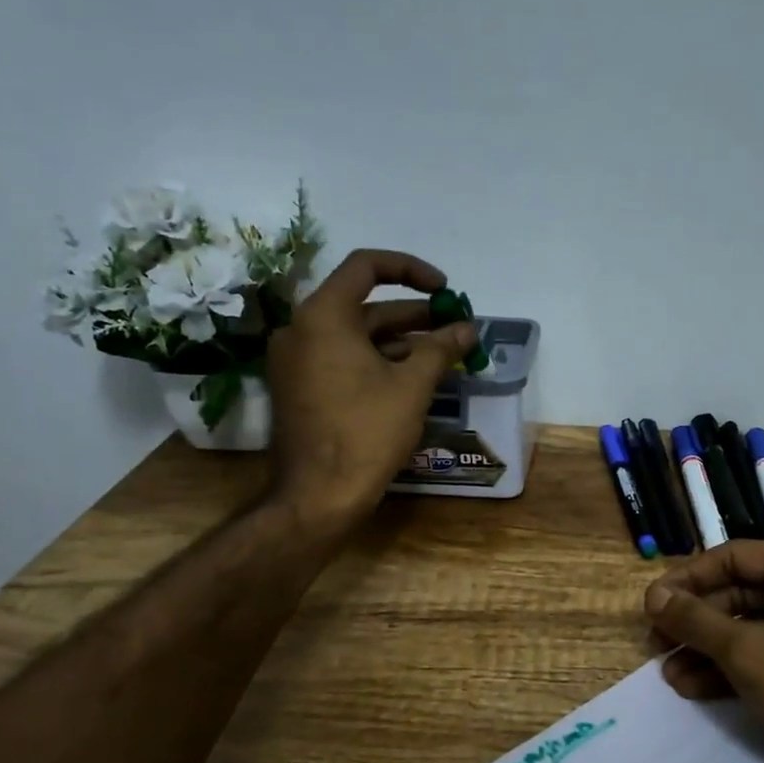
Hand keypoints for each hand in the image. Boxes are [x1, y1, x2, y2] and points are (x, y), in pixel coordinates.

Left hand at [265, 249, 477, 529]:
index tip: (444, 291)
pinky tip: (413, 379)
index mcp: (323, 316)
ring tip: (444, 356)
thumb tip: (467, 327)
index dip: (411, 270)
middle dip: (414, 315)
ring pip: (355, 336)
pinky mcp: (299, 388)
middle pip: (364, 305)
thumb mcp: (412, 386)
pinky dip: (377, 361)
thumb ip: (441, 348)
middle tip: (454, 328)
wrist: (318, 496)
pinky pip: (342, 359)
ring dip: (400, 341)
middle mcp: (302, 329)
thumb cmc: (366, 432)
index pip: (366, 266)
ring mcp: (296, 361)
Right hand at [645, 542, 763, 762]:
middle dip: (695, 621)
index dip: (686, 579)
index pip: (732, 557)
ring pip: (751, 627)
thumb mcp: (746, 651)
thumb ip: (694, 619)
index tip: (651, 605)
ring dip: (708, 649)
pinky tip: (693, 688)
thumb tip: (653, 596)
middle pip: (740, 593)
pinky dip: (733, 668)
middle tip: (656, 643)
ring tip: (668, 674)